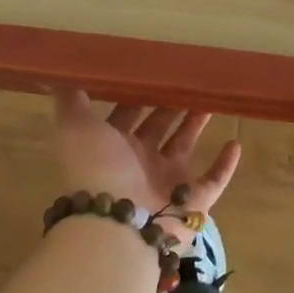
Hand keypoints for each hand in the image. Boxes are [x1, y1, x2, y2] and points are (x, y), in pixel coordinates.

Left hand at [52, 89, 242, 237]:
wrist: (116, 225)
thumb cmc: (97, 168)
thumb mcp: (76, 126)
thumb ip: (70, 99)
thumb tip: (57, 70)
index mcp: (112, 146)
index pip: (128, 112)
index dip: (139, 91)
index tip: (156, 67)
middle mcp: (138, 163)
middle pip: (158, 126)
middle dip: (171, 103)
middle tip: (190, 76)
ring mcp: (166, 183)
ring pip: (185, 146)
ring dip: (197, 124)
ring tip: (213, 98)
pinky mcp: (192, 203)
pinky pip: (213, 181)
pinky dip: (225, 166)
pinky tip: (236, 143)